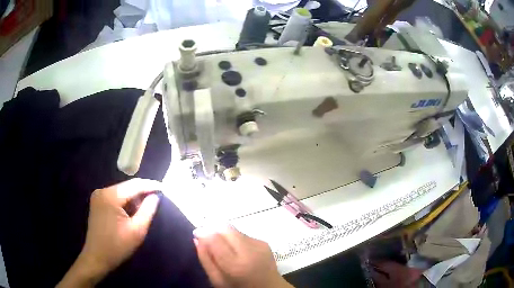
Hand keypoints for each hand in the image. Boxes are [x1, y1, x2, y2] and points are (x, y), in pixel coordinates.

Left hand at [57, 178, 161, 287]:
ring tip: (144, 209)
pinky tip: (131, 213)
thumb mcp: (137, 230)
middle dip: (142, 193)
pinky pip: (115, 198)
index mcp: (110, 196)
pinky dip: (125, 203)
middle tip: (156, 200)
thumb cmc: (117, 246)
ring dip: (133, 199)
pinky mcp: (97, 203)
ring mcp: (98, 196)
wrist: (97, 258)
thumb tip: (155, 196)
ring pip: (121, 192)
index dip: (150, 185)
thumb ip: (147, 210)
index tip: (164, 188)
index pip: (134, 185)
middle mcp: (102, 191)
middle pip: (127, 187)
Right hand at [193, 225, 292, 287]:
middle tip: (206, 235)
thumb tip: (197, 239)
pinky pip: (243, 234)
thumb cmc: (239, 287)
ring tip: (223, 246)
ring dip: (224, 233)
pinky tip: (236, 250)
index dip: (203, 232)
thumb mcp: (217, 280)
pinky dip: (235, 238)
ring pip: (234, 229)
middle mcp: (249, 250)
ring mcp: (259, 244)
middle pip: (225, 227)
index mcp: (235, 264)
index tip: (196, 233)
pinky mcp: (264, 242)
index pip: (215, 238)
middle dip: (212, 227)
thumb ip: (206, 260)